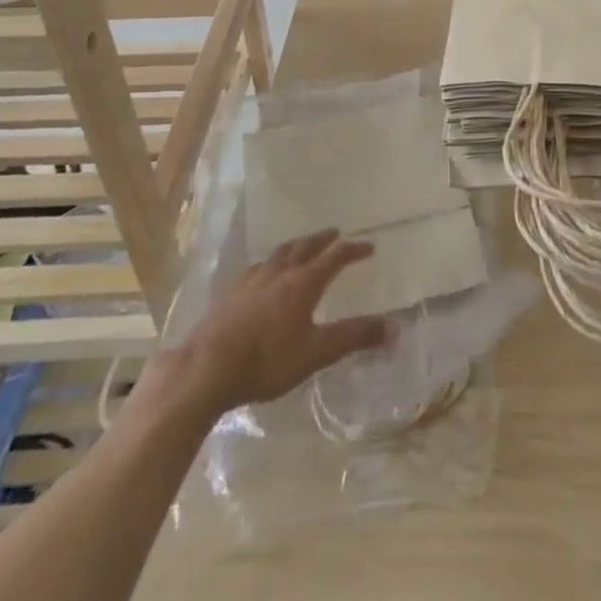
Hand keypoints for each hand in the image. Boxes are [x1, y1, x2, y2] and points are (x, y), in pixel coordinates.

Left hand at [135, 230, 393, 423]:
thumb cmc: (267, 360)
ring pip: (279, 253)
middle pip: (305, 247)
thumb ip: (355, 337)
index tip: (369, 247)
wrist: (206, 368)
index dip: (353, 250)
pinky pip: (256, 268)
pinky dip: (269, 263)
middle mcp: (280, 272)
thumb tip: (395, 327)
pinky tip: (263, 273)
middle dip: (323, 239)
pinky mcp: (230, 294)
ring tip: (301, 246)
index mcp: (303, 282)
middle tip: (335, 232)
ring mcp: (251, 281)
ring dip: (296, 246)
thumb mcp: (317, 352)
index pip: (335, 257)